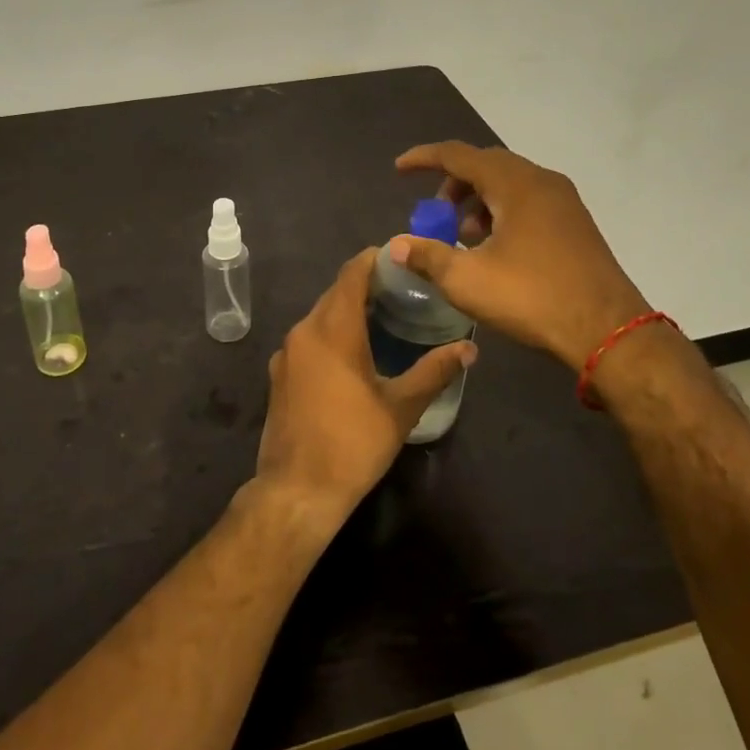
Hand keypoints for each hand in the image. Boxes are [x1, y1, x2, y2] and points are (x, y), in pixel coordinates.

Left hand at [254, 248, 473, 528]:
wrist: (296, 490)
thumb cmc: (353, 444)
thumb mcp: (400, 408)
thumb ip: (434, 371)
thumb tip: (470, 348)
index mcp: (333, 329)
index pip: (352, 273)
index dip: (376, 259)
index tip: (403, 259)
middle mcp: (304, 330)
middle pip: (336, 292)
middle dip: (366, 285)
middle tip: (404, 291)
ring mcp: (287, 353)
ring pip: (320, 316)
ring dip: (348, 310)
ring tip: (384, 318)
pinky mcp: (279, 374)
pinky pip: (309, 338)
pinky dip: (331, 333)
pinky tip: (354, 353)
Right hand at [392, 141, 650, 370]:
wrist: (608, 330)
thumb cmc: (532, 297)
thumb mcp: (467, 280)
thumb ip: (427, 257)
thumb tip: (396, 246)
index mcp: (514, 183)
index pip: (458, 155)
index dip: (424, 159)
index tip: (399, 169)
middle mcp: (541, 181)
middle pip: (486, 165)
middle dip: (453, 184)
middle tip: (435, 214)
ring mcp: (564, 201)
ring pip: (509, 184)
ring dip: (478, 201)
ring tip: (463, 237)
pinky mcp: (576, 224)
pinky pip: (529, 201)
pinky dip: (502, 212)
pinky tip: (495, 249)